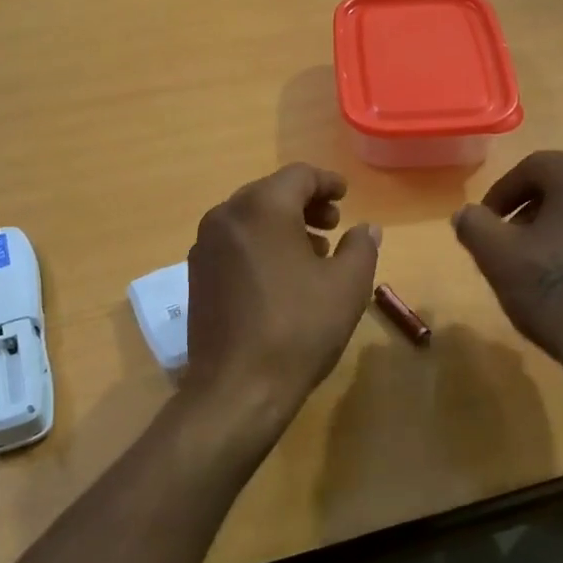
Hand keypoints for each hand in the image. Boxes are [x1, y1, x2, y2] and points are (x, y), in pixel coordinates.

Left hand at [182, 164, 380, 430]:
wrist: (237, 387)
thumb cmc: (298, 329)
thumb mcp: (347, 286)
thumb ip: (361, 247)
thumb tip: (366, 227)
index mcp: (262, 207)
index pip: (298, 175)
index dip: (327, 182)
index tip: (346, 197)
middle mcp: (226, 216)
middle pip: (270, 193)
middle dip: (305, 204)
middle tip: (333, 225)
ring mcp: (204, 246)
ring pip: (249, 218)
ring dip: (282, 226)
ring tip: (313, 253)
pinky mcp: (197, 274)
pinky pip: (233, 243)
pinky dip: (260, 245)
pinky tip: (280, 276)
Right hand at [453, 151, 562, 399]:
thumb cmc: (556, 292)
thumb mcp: (497, 257)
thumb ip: (474, 225)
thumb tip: (466, 213)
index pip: (533, 166)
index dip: (501, 193)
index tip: (485, 223)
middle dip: (532, 208)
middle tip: (510, 239)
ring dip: (562, 224)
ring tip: (541, 260)